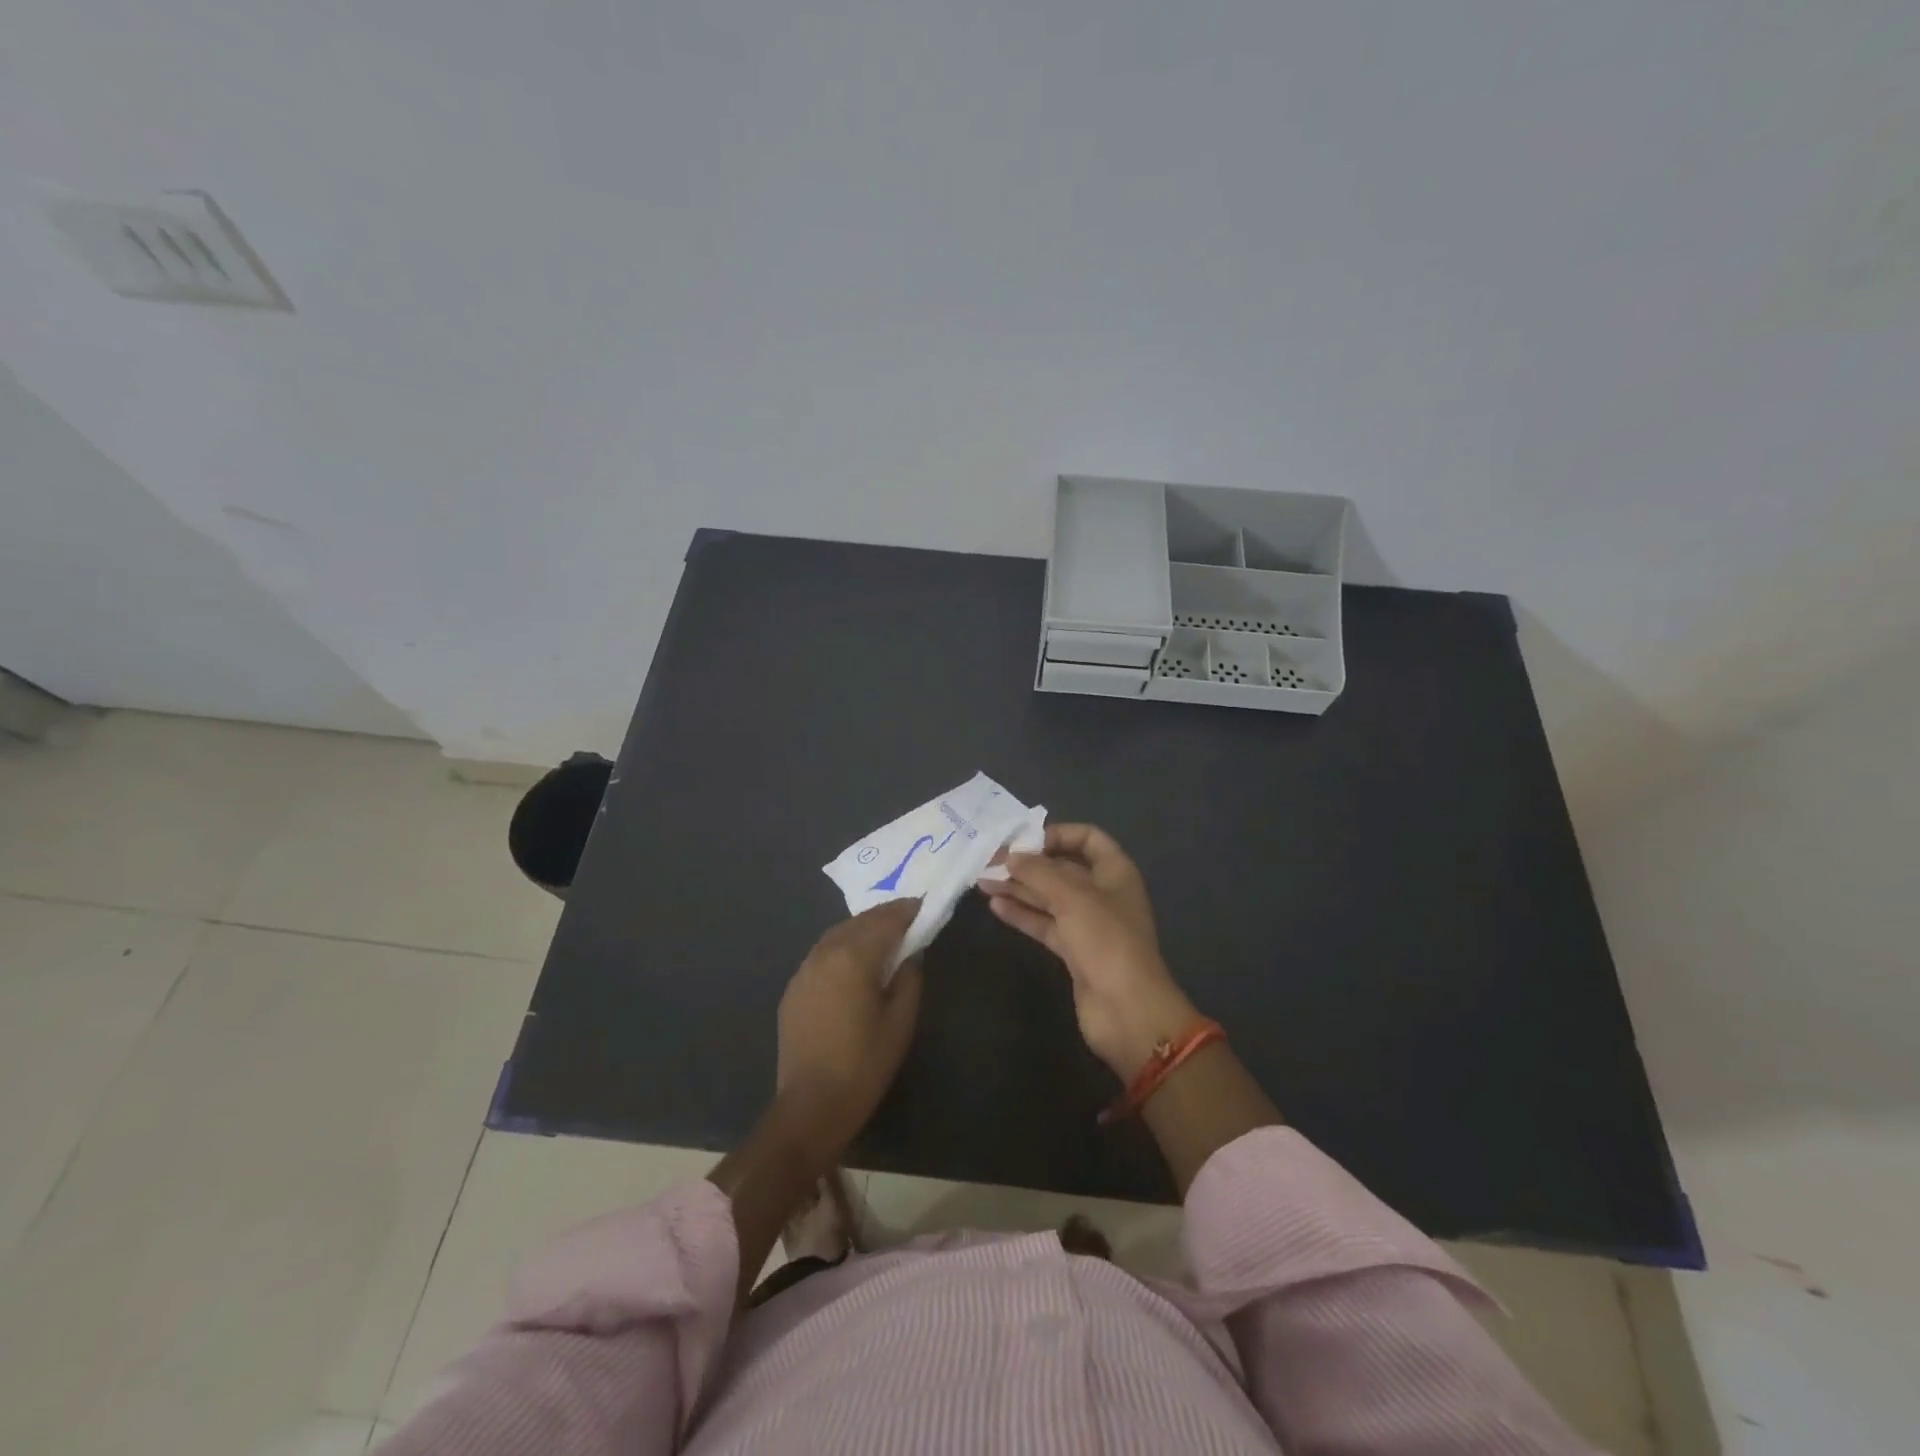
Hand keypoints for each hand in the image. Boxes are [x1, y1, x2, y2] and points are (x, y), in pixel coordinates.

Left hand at [775, 899, 923, 1156]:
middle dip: (885, 916)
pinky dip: (843, 946)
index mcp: (854, 957)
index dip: (908, 910)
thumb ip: (909, 978)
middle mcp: (825, 953)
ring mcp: (804, 969)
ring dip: (862, 928)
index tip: (925, 906)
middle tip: (909, 916)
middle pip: (860, 921)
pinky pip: (822, 953)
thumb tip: (911, 954)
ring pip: (838, 933)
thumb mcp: (901, 1022)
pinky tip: (854, 960)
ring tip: (885, 934)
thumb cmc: (864, 1065)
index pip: (886, 920)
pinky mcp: (794, 988)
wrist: (810, 1105)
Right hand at [979, 824, 1199, 1079]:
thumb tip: (1011, 856)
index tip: (1024, 840)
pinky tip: (996, 907)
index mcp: (1115, 872)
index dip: (1057, 834)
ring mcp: (1088, 924)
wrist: (1126, 1010)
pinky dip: (1023, 915)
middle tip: (990, 861)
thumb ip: (1039, 872)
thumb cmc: (1106, 941)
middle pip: (1063, 868)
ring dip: (1019, 888)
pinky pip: (1045, 924)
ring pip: (1050, 898)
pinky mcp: (1074, 951)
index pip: (1088, 838)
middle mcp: (1103, 894)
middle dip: (1029, 864)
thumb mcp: (1072, 897)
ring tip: (983, 882)